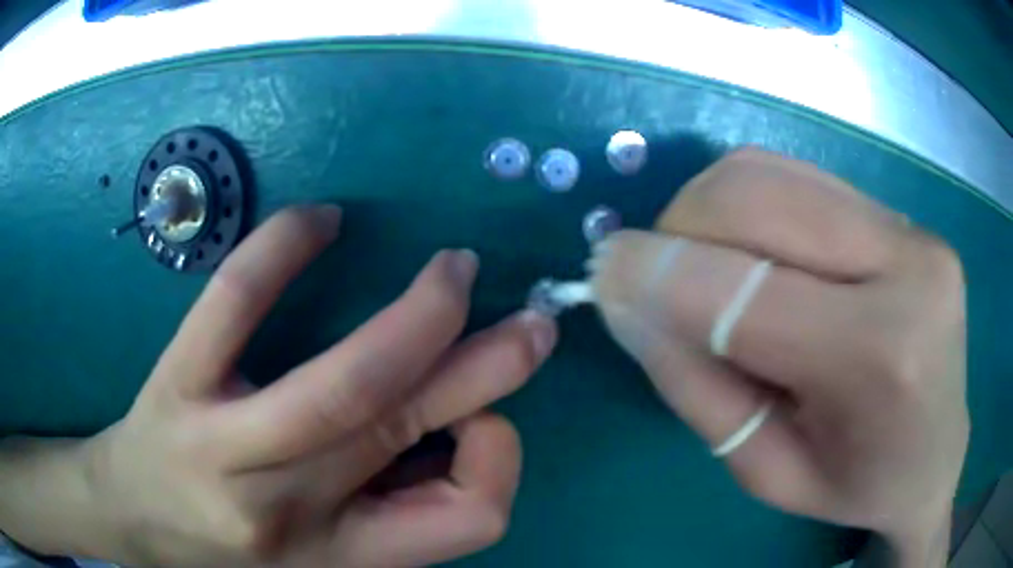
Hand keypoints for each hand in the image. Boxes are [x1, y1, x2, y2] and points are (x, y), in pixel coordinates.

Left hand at [2, 205, 557, 566]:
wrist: (136, 517)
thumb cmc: (232, 541)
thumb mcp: (324, 549)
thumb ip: (394, 501)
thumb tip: (468, 426)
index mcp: (344, 552)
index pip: (468, 522)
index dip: (499, 461)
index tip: (485, 421)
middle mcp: (293, 509)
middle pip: (407, 434)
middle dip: (488, 366)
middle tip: (529, 318)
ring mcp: (226, 447)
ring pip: (342, 386)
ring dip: (418, 318)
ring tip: (455, 271)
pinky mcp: (179, 385)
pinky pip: (233, 308)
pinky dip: (280, 250)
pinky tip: (320, 221)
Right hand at [591, 150, 967, 565]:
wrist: (937, 456)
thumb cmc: (858, 484)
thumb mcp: (767, 473)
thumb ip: (697, 387)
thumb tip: (631, 301)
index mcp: (882, 356)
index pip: (748, 292)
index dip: (659, 273)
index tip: (602, 272)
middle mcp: (906, 266)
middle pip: (758, 200)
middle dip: (681, 229)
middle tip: (659, 278)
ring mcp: (911, 228)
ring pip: (772, 172)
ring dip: (711, 210)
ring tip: (708, 266)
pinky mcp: (905, 214)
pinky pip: (800, 177)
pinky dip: (751, 202)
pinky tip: (757, 250)